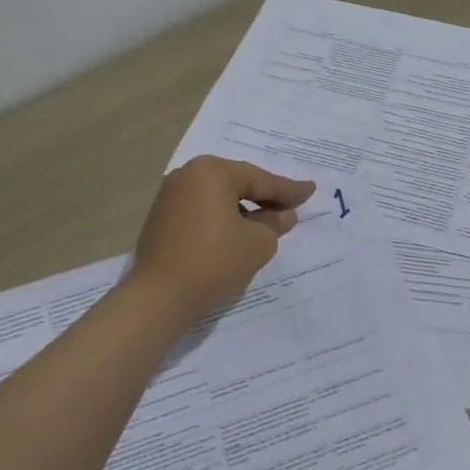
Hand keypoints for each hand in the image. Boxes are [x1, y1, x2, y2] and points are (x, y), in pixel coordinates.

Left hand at [128, 157, 314, 321]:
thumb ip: (275, 223)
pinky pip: (201, 210)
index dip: (288, 190)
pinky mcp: (161, 218)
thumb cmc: (215, 262)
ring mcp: (170, 195)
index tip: (310, 191)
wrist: (159, 297)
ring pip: (218, 197)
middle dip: (264, 197)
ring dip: (243, 208)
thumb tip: (282, 215)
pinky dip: (221, 218)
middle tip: (290, 206)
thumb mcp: (258, 243)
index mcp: (213, 171)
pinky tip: (236, 232)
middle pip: (237, 183)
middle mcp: (188, 174)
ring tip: (267, 222)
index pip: (260, 180)